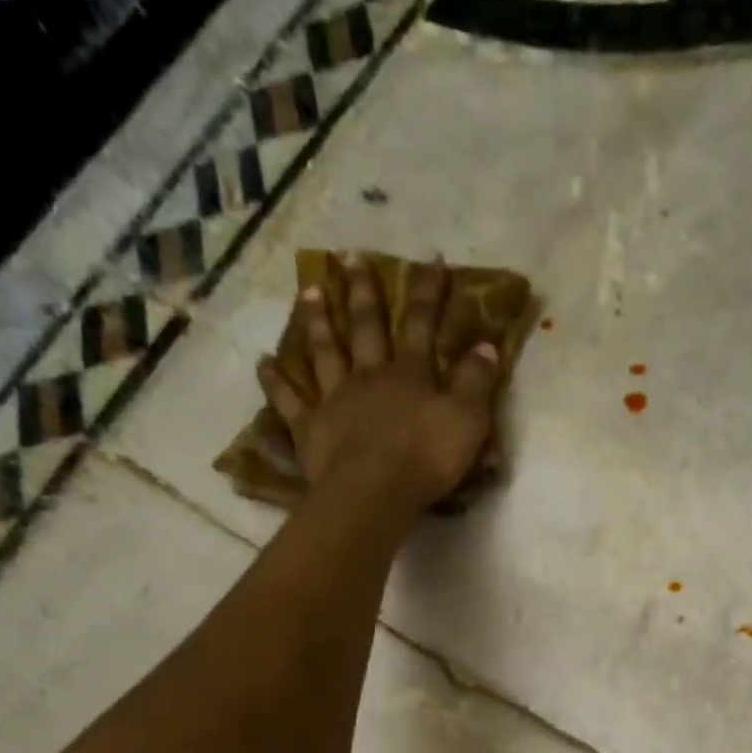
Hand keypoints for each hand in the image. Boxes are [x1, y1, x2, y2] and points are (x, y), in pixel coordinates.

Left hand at [261, 256, 500, 516]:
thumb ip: (477, 382)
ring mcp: (334, 400)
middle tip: (352, 259)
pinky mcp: (310, 429)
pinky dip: (275, 382)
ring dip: (317, 322)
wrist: (374, 493)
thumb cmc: (426, 459)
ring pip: (324, 353)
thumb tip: (486, 344)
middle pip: (366, 328)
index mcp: (409, 374)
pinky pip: (289, 401)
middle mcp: (369, 377)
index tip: (429, 260)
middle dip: (363, 293)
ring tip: (309, 292)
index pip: (421, 324)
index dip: (427, 292)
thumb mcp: (467, 420)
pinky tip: (264, 363)